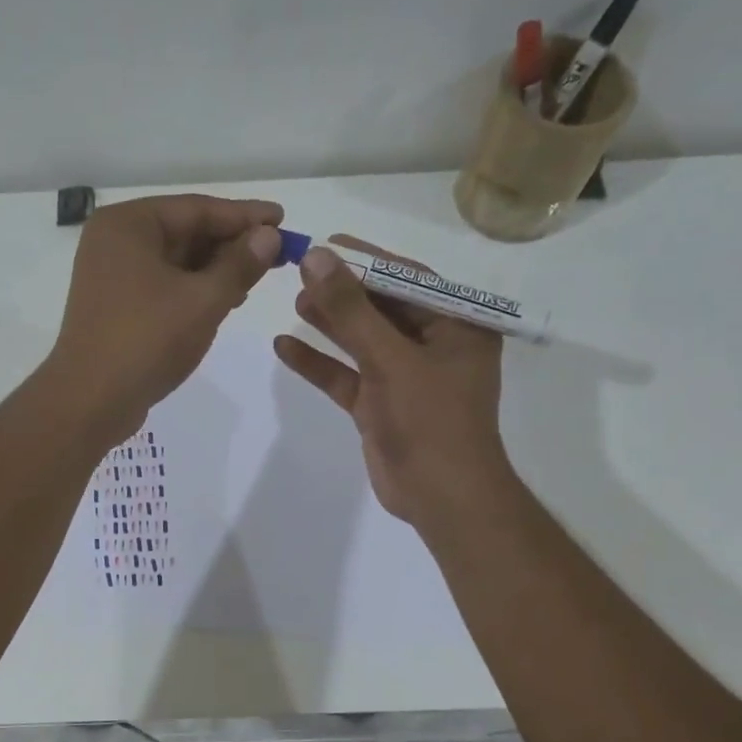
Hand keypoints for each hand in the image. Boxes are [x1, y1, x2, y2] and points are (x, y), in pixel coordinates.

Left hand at [44, 193, 282, 442]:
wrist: (91, 401)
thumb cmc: (147, 341)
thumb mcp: (203, 300)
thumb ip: (240, 264)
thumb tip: (269, 235)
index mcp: (128, 224)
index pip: (197, 209)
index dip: (244, 216)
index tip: (283, 219)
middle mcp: (114, 241)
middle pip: (185, 232)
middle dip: (231, 244)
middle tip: (277, 254)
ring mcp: (111, 275)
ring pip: (175, 261)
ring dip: (216, 269)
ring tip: (256, 279)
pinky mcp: (116, 306)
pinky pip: (163, 285)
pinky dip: (194, 290)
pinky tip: (225, 301)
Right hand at [273, 236, 512, 527]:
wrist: (441, 497)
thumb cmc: (430, 421)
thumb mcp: (391, 360)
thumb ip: (352, 310)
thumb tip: (317, 257)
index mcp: (456, 326)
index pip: (408, 279)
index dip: (366, 260)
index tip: (325, 244)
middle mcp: (433, 345)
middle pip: (381, 308)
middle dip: (342, 291)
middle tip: (300, 272)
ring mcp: (404, 377)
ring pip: (361, 341)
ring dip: (329, 323)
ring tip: (294, 302)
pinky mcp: (379, 405)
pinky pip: (346, 376)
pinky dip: (319, 363)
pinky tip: (284, 347)